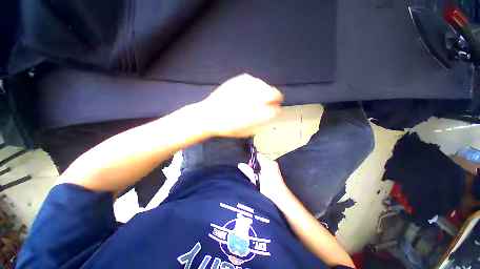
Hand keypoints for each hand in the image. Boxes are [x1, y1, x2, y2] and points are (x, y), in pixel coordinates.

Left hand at [200, 74, 282, 136]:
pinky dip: (257, 83)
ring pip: (261, 85)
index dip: (276, 109)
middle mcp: (247, 102)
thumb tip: (267, 117)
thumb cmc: (225, 128)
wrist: (207, 116)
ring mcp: (240, 91)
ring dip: (268, 89)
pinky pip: (250, 79)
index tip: (277, 109)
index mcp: (250, 116)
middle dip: (276, 97)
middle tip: (278, 99)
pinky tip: (257, 86)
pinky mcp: (234, 83)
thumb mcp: (242, 132)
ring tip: (269, 92)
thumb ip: (257, 125)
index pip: (270, 111)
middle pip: (269, 95)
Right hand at [238, 153, 288, 202]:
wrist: (281, 197)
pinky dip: (261, 170)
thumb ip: (247, 171)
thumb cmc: (269, 188)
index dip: (251, 159)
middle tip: (251, 173)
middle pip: (260, 158)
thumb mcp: (256, 179)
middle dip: (254, 164)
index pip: (257, 154)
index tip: (248, 166)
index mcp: (268, 162)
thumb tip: (240, 164)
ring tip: (256, 176)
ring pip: (262, 162)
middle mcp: (272, 162)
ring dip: (257, 168)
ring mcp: (274, 166)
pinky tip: (260, 177)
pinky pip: (266, 166)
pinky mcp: (275, 170)